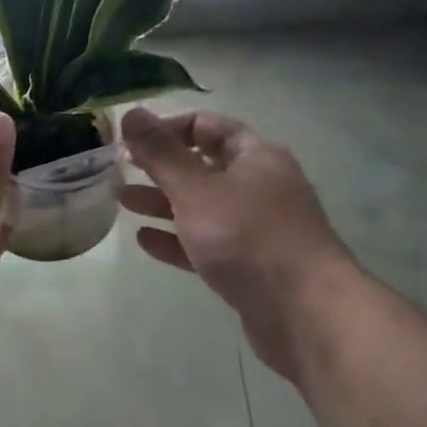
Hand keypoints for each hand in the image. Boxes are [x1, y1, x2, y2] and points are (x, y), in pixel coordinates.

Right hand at [120, 107, 360, 384]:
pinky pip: (205, 244)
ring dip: (162, 202)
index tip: (131, 140)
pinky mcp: (249, 267)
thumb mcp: (196, 189)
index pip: (206, 125)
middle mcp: (258, 186)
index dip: (167, 127)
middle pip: (202, 166)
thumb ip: (160, 153)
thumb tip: (131, 112)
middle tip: (120, 168)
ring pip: (201, 206)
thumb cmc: (249, 238)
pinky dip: (176, 239)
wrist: (306, 314)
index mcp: (255, 157)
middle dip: (160, 166)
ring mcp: (256, 229)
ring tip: (121, 200)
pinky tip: (144, 241)